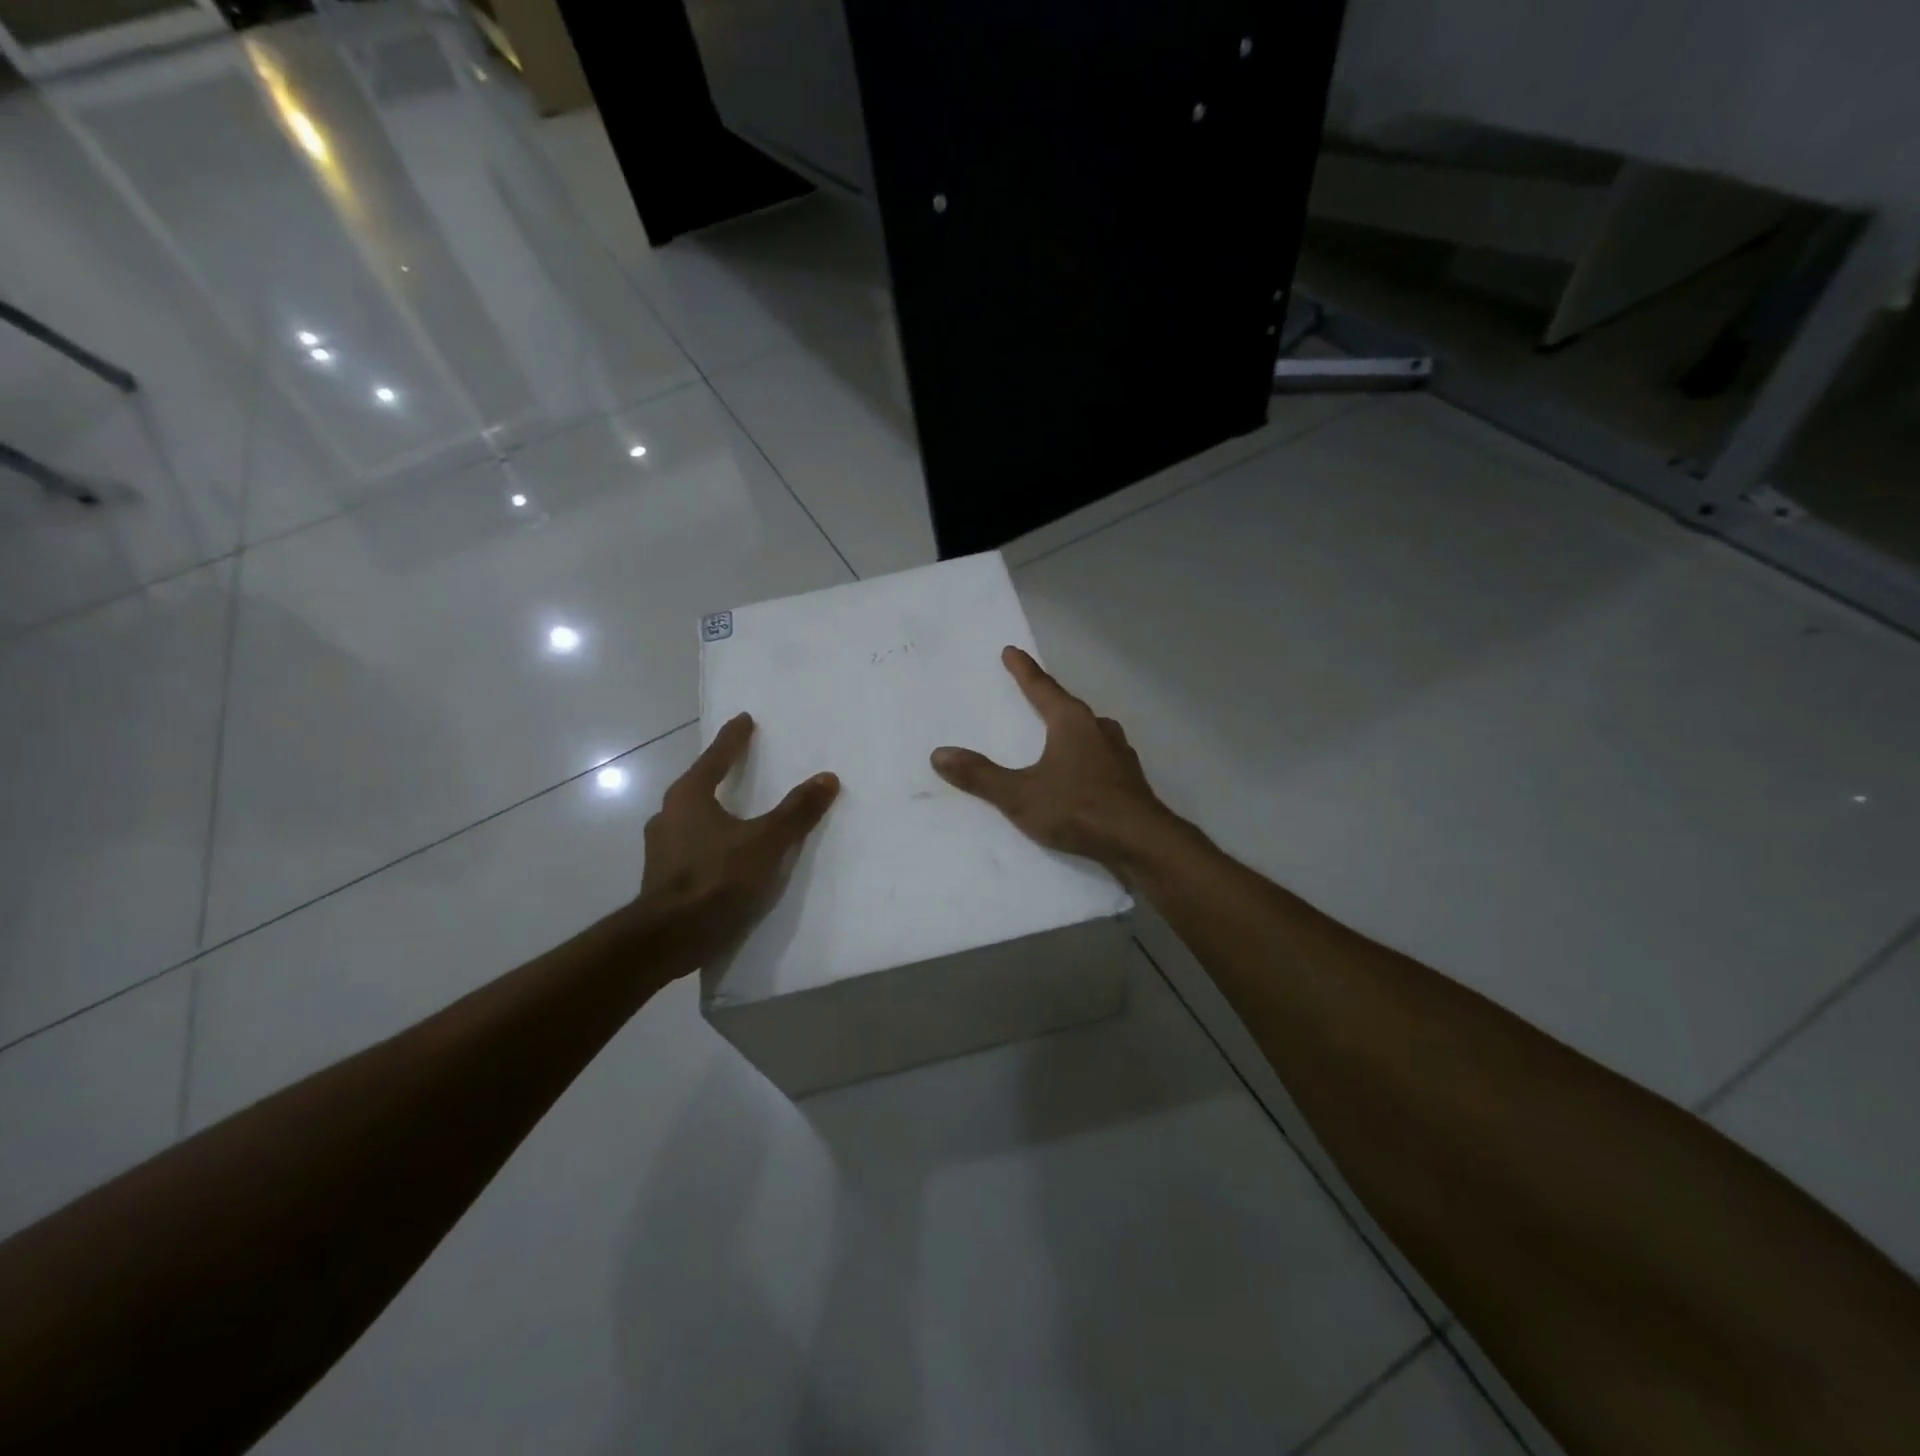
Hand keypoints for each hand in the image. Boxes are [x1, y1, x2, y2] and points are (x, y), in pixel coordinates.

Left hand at [635, 713, 838, 974]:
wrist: (669, 937)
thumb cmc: (717, 878)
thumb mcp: (766, 842)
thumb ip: (797, 811)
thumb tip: (827, 777)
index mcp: (688, 797)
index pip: (715, 758)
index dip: (733, 739)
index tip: (743, 720)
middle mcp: (668, 816)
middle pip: (698, 786)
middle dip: (718, 776)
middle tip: (740, 766)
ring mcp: (661, 849)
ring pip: (692, 819)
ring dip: (713, 812)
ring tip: (736, 813)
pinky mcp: (662, 878)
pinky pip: (691, 847)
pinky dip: (710, 842)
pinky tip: (726, 856)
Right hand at [931, 647, 1180, 873]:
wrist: (1140, 842)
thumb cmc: (1078, 809)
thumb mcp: (1020, 794)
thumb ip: (980, 776)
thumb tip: (939, 754)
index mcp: (1072, 722)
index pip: (1042, 687)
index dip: (1023, 670)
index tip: (1011, 651)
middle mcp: (1098, 728)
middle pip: (1068, 706)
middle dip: (1048, 699)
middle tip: (1031, 693)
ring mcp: (1119, 753)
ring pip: (1088, 731)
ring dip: (1070, 728)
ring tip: (1054, 733)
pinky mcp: (1128, 778)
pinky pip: (1099, 756)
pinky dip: (1083, 755)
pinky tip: (1079, 771)